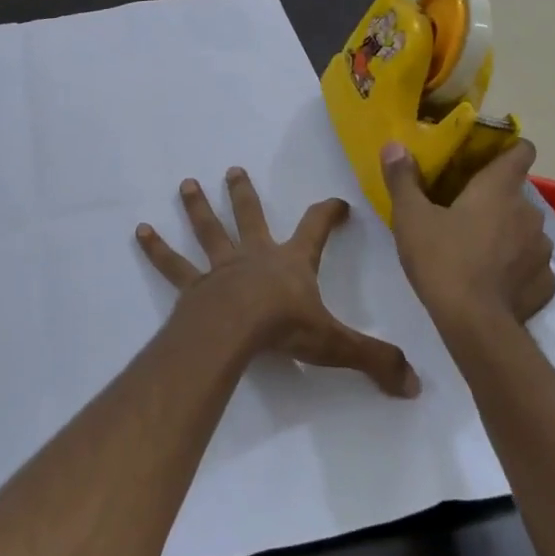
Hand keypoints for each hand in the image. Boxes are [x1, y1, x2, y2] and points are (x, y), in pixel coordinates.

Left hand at [137, 169, 420, 397]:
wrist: (235, 331)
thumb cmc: (286, 329)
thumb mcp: (337, 345)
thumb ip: (376, 361)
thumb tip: (415, 385)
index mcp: (291, 263)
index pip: (316, 228)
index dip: (329, 214)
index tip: (338, 203)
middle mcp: (255, 256)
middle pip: (250, 216)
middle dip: (244, 194)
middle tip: (232, 170)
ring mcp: (221, 268)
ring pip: (208, 231)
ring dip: (197, 207)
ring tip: (185, 184)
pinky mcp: (194, 287)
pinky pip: (173, 265)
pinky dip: (156, 249)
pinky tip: (139, 231)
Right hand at [381, 138, 554, 330]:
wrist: (474, 323)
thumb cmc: (441, 260)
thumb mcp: (410, 218)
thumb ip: (403, 179)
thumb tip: (394, 146)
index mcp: (499, 189)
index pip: (521, 151)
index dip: (508, 150)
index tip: (487, 159)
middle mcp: (529, 212)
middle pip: (516, 194)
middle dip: (495, 200)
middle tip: (464, 214)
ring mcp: (542, 248)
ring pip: (526, 230)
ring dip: (507, 234)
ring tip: (478, 250)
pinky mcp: (546, 281)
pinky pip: (532, 265)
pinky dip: (517, 267)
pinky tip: (494, 281)